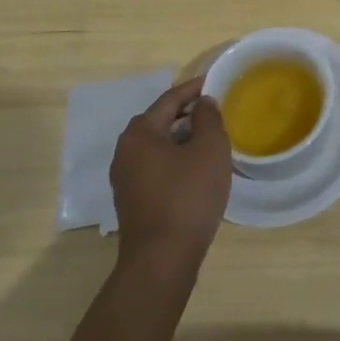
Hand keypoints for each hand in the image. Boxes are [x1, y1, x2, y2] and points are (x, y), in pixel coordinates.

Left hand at [111, 77, 231, 274]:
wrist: (162, 261)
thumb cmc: (187, 196)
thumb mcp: (209, 149)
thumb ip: (208, 118)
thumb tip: (202, 103)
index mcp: (140, 133)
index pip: (170, 99)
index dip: (194, 88)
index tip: (215, 80)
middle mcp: (125, 151)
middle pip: (160, 121)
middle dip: (187, 113)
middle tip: (214, 109)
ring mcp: (125, 179)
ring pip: (158, 146)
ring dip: (181, 138)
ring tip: (209, 137)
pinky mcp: (132, 201)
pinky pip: (156, 167)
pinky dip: (175, 160)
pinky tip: (195, 169)